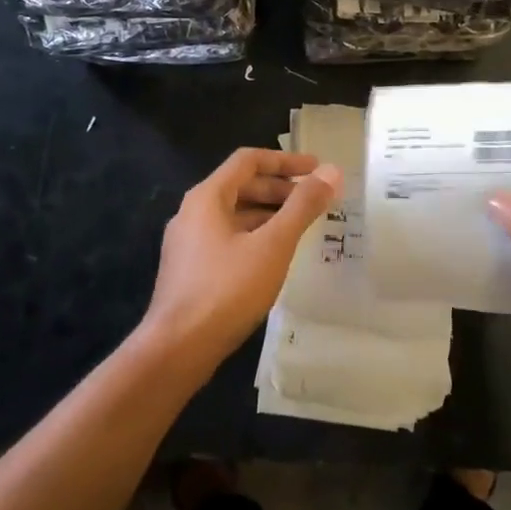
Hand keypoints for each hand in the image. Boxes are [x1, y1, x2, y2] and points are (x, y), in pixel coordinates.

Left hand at [143, 148, 341, 370]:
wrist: (178, 348)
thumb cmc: (227, 289)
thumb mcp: (273, 245)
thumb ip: (303, 206)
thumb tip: (332, 172)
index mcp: (207, 197)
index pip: (248, 161)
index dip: (285, 161)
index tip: (317, 169)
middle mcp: (192, 213)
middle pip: (241, 186)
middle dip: (280, 188)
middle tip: (314, 200)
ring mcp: (188, 243)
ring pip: (235, 215)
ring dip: (269, 214)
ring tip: (302, 226)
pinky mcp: (191, 270)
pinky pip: (228, 238)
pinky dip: (255, 236)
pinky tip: (275, 256)